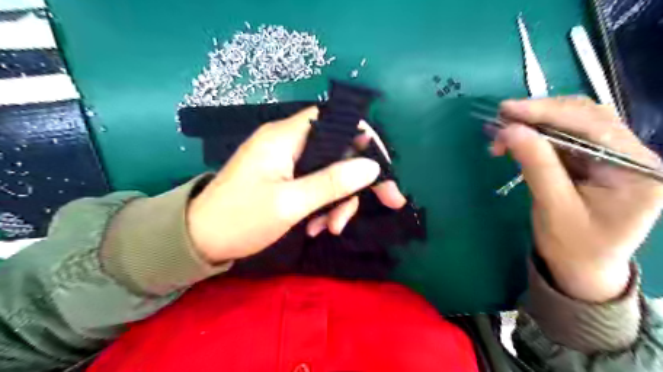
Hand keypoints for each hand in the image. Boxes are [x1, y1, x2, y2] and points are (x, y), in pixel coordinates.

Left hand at [185, 107, 403, 263]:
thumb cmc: (240, 219)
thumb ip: (332, 182)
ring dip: (337, 201)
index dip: (365, 139)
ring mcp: (286, 161)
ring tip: (328, 229)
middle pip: (338, 150)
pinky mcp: (284, 177)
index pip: (336, 120)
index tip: (382, 168)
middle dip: (356, 182)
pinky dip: (322, 205)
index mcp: (285, 137)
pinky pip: (315, 184)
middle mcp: (288, 142)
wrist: (198, 240)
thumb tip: (372, 167)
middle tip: (383, 205)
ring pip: (329, 172)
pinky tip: (314, 228)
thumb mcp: (290, 204)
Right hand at [492, 96, 662, 302]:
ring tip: (503, 134)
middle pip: (585, 117)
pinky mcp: (593, 161)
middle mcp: (631, 155)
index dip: (547, 112)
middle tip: (500, 121)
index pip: (593, 125)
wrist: (581, 269)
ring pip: (572, 124)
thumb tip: (510, 130)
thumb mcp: (554, 208)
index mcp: (636, 169)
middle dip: (538, 116)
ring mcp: (612, 156)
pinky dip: (536, 137)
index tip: (507, 110)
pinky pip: (564, 138)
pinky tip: (517, 142)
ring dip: (534, 125)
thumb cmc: (573, 246)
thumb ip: (536, 166)